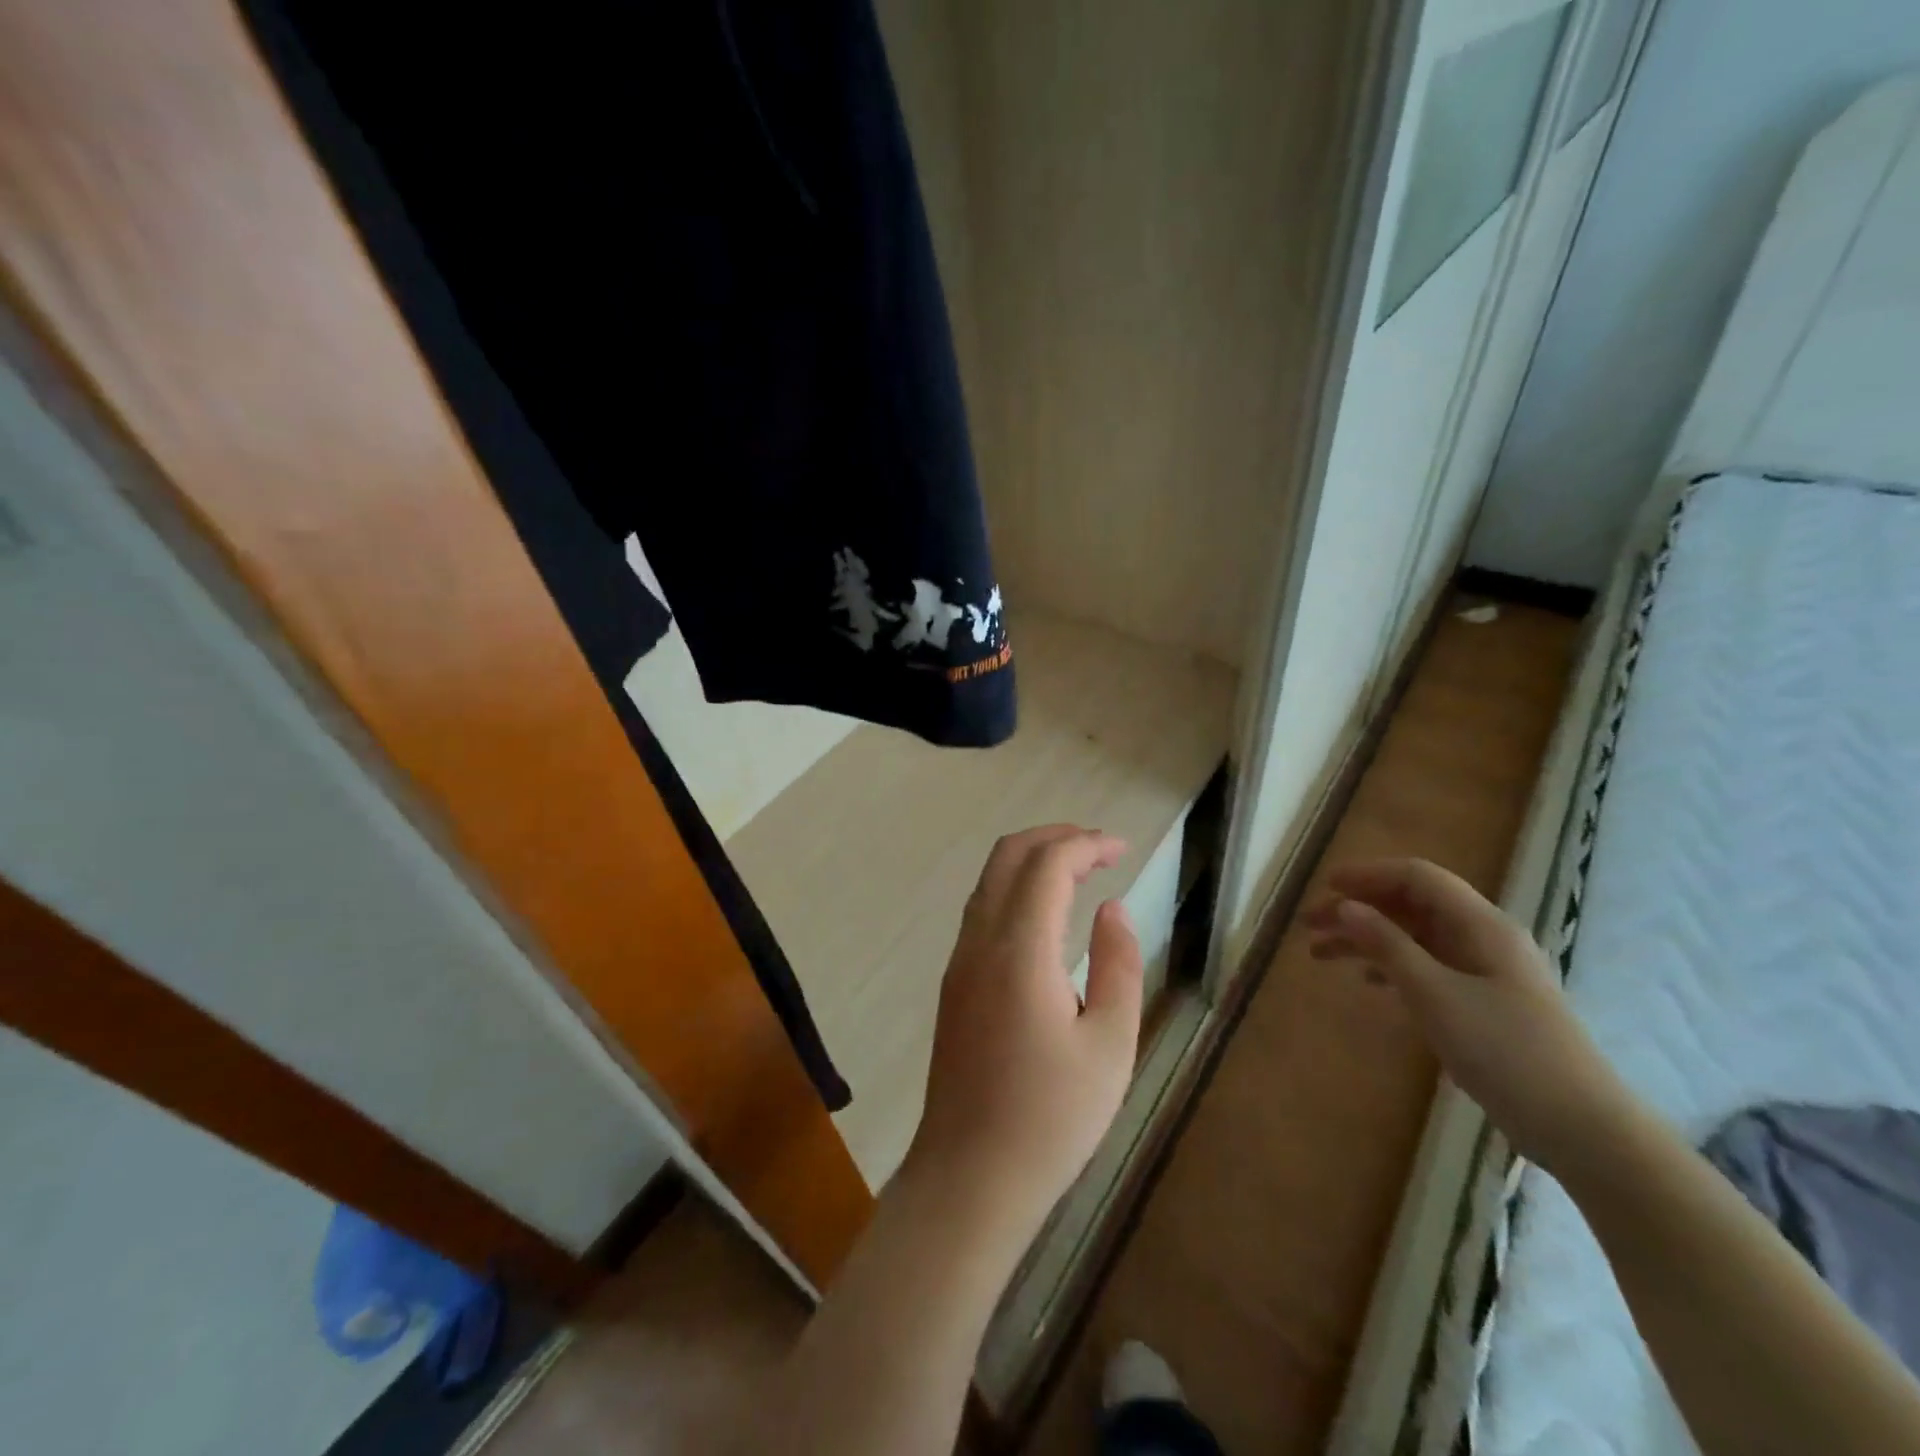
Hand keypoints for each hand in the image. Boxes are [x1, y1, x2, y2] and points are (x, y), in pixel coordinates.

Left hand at [905, 826, 1143, 1245]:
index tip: (1122, 849)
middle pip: (1008, 856)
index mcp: (1020, 951)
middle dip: (1053, 838)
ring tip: (1078, 872)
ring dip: (1031, 861)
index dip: (1085, 845)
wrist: (970, 1174)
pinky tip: (1045, 914)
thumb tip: (1111, 908)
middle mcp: (980, 942)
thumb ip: (1117, 966)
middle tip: (1098, 848)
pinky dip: (1015, 888)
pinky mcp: (954, 982)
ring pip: (989, 880)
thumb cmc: (1051, 1118)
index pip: (1047, 865)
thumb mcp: (1110, 1046)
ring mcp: (959, 961)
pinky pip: (981, 910)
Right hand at [1305, 858, 1632, 1177]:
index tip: (1324, 888)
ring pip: (1415, 937)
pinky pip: (1428, 966)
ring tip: (1320, 954)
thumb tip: (1345, 906)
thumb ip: (1387, 945)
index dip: (1367, 875)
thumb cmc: (1505, 1051)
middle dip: (1359, 909)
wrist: (1582, 1128)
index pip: (1417, 877)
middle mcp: (1484, 937)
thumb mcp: (1435, 995)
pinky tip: (1367, 982)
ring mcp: (1487, 970)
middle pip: (1411, 905)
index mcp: (1480, 925)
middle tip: (1310, 925)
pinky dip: (1391, 966)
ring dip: (1368, 939)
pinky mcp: (1486, 1001)